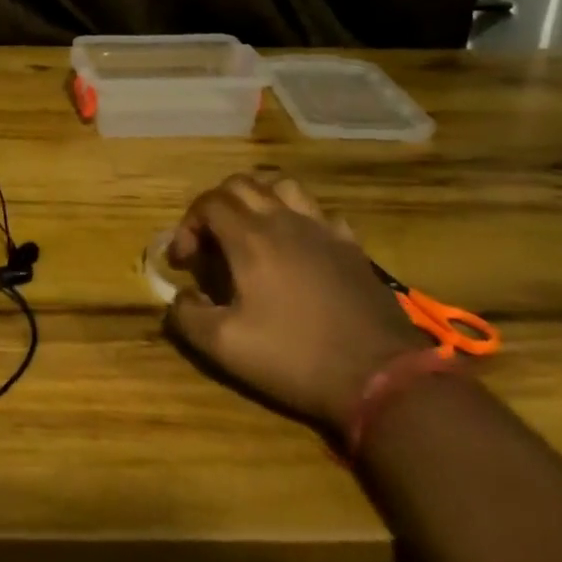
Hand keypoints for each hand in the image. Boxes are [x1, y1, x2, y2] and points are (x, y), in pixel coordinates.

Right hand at [164, 174, 429, 428]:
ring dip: (258, 198)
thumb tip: (179, 295)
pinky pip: (319, 213)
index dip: (188, 225)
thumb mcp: (226, 347)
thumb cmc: (296, 357)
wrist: (381, 377)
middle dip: (215, 206)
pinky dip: (299, 219)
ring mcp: (323, 229)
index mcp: (250, 238)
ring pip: (282, 186)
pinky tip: (298, 247)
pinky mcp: (351, 246)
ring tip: (250, 229)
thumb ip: (187, 316)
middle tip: (211, 243)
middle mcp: (284, 220)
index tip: (184, 261)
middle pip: (241, 184)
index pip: (208, 203)